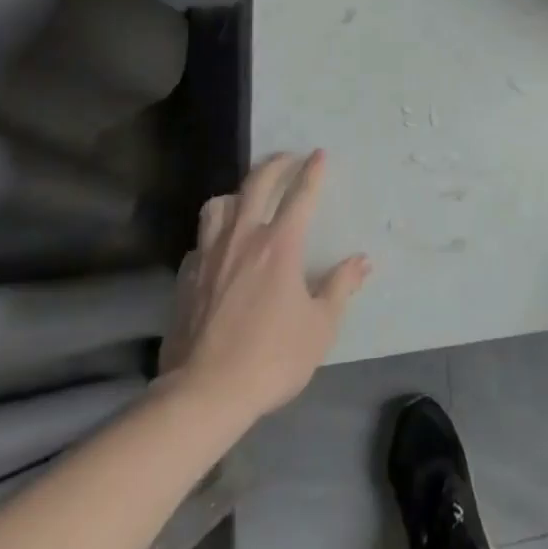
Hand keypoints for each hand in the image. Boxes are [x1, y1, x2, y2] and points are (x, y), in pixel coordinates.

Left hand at [162, 151, 370, 424]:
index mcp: (280, 245)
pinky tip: (218, 250)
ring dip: (235, 195)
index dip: (312, 171)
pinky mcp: (185, 280)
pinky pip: (199, 243)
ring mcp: (209, 257)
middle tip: (287, 158)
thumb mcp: (320, 327)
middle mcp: (243, 239)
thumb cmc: (270, 358)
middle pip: (256, 184)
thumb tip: (362, 261)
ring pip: (217, 206)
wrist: (203, 395)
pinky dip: (212, 238)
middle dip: (275, 165)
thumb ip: (341, 287)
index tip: (319, 153)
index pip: (300, 195)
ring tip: (245, 199)